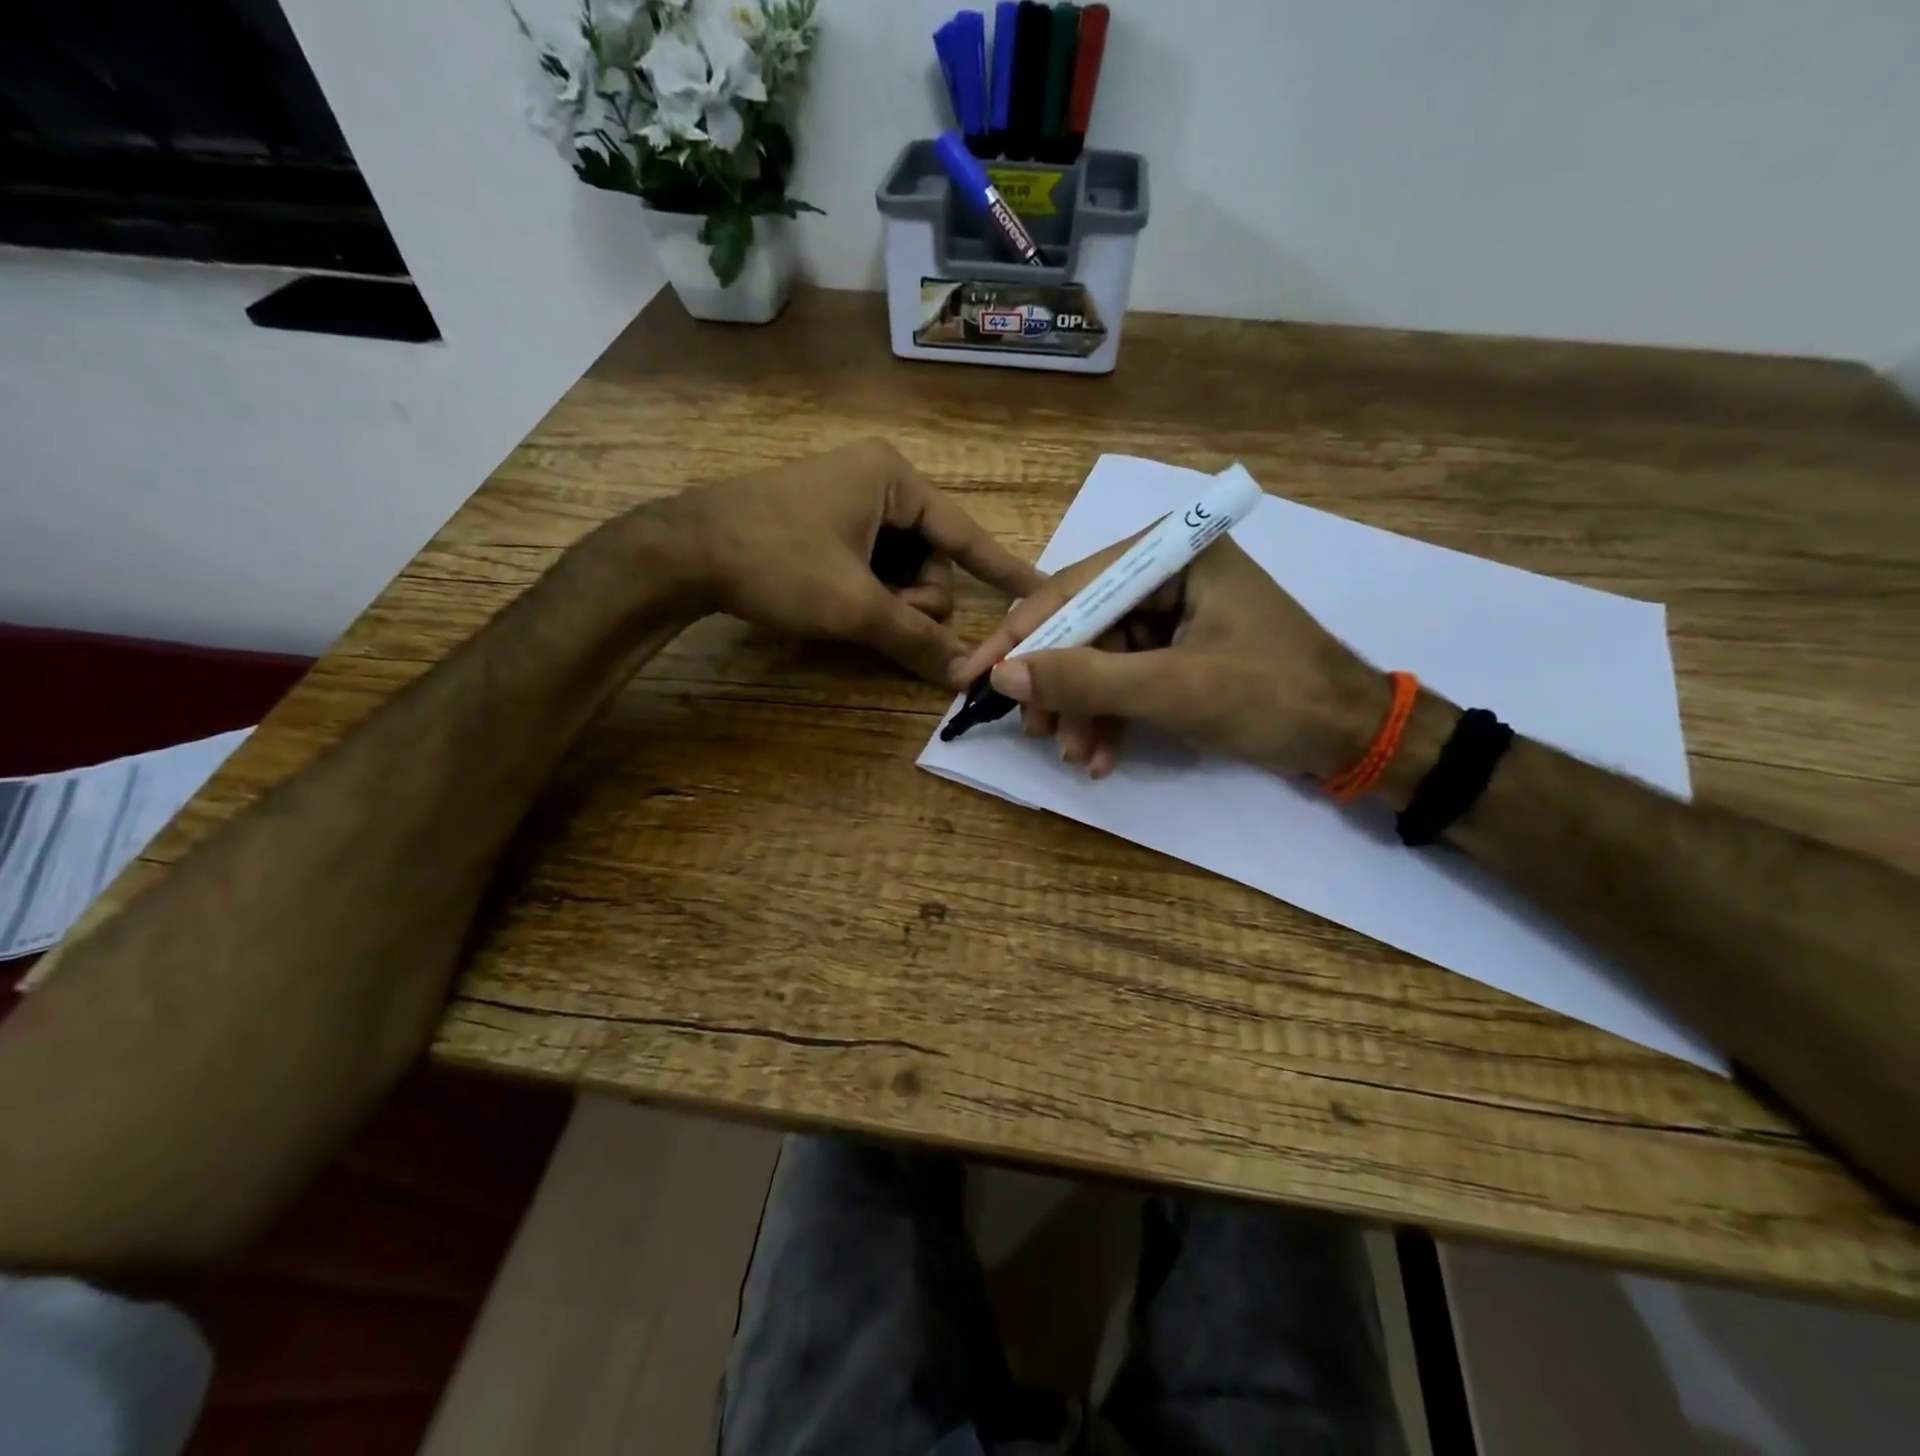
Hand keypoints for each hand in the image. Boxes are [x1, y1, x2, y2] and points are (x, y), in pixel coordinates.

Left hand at [659, 439, 1044, 685]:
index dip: (1006, 571)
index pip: (967, 534)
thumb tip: (963, 677)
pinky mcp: (827, 521)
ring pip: (902, 567)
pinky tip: (842, 604)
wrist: (683, 551)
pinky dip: (869, 592)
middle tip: (881, 618)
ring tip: (853, 613)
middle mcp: (879, 480)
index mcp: (894, 479)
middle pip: (932, 558)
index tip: (1043, 591)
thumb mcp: (853, 605)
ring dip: (890, 601)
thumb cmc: (776, 562)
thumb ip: (914, 639)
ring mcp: (850, 499)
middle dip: (914, 598)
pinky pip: (873, 564)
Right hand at [955, 534, 1385, 778]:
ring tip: (1072, 755)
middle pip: (1084, 625)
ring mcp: (1174, 613)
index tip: (972, 676)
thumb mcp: (1174, 688)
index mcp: (1173, 554)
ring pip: (1101, 658)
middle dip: (1058, 683)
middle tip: (1033, 730)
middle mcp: (1168, 573)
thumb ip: (1086, 679)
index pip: (1074, 588)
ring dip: (1082, 709)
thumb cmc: (1273, 697)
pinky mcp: (1180, 650)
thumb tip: (1002, 674)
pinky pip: (1126, 678)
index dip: (1020, 636)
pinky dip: (1110, 717)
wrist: (1354, 737)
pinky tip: (1099, 757)